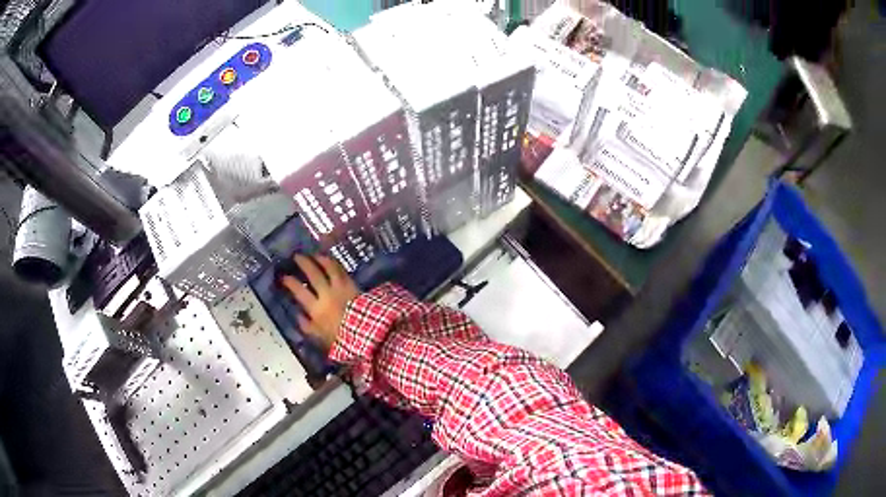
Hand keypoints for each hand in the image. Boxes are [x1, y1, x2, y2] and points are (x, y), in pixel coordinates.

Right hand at [280, 254, 359, 349]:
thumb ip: (307, 326)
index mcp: (316, 309)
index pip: (299, 291)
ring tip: (313, 254)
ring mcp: (340, 287)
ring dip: (319, 259)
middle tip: (296, 256)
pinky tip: (330, 260)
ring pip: (328, 268)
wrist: (365, 333)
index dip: (290, 282)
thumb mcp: (320, 337)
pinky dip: (334, 263)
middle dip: (303, 264)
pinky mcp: (352, 285)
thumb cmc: (341, 338)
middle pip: (313, 275)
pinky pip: (341, 270)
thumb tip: (297, 315)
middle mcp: (326, 294)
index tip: (283, 277)